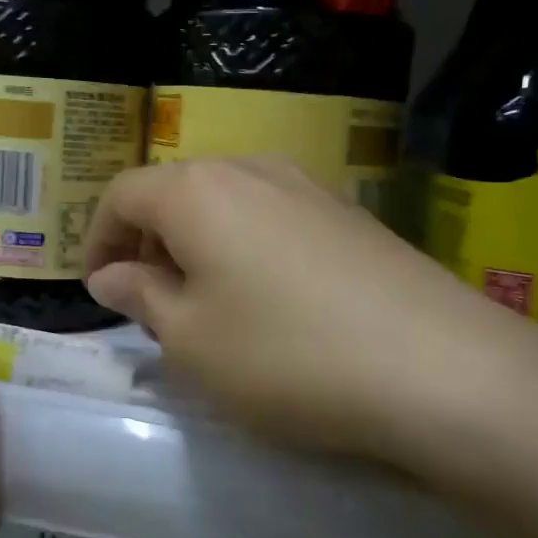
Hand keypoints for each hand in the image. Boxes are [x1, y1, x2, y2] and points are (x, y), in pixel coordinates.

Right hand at [83, 158, 537, 474]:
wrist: (440, 368)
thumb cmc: (285, 355)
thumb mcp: (191, 341)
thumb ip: (143, 297)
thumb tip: (113, 274)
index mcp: (197, 191)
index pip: (122, 195)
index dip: (97, 239)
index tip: (98, 289)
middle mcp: (251, 169)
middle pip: (176, 192)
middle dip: (149, 242)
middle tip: (148, 301)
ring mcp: (308, 186)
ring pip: (227, 204)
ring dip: (198, 245)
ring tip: (205, 304)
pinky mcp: (351, 214)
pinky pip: (273, 218)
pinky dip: (246, 248)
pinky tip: (269, 300)